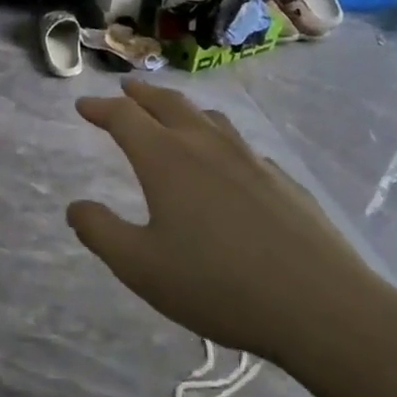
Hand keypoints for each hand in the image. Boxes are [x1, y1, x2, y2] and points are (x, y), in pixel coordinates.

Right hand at [66, 79, 391, 368]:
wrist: (321, 306)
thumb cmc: (218, 286)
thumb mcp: (140, 267)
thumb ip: (100, 232)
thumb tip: (76, 207)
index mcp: (166, 160)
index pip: (125, 118)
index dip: (100, 109)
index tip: (83, 106)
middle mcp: (206, 147)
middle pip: (169, 104)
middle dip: (141, 95)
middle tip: (124, 90)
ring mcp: (250, 160)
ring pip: (208, 118)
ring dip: (180, 108)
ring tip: (170, 113)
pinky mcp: (282, 180)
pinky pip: (239, 144)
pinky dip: (216, 137)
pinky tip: (223, 161)